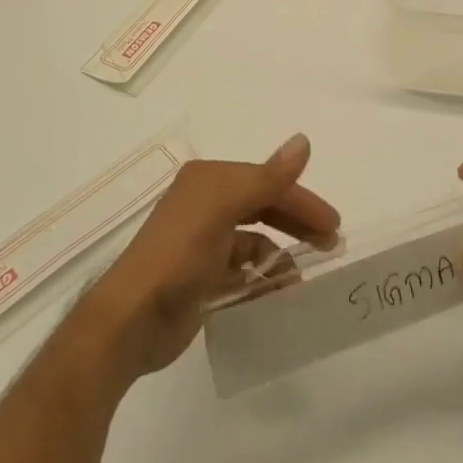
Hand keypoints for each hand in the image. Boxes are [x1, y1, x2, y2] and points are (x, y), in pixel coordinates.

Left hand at [69, 134, 339, 384]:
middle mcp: (205, 206)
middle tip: (330, 245)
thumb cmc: (178, 255)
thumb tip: (304, 141)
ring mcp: (202, 245)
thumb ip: (267, 179)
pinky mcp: (200, 280)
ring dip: (280, 256)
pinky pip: (241, 274)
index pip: (266, 182)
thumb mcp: (223, 208)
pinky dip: (260, 282)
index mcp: (209, 182)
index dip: (301, 200)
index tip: (332, 225)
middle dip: (296, 223)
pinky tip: (277, 296)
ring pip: (254, 242)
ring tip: (302, 279)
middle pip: (263, 208)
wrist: (130, 321)